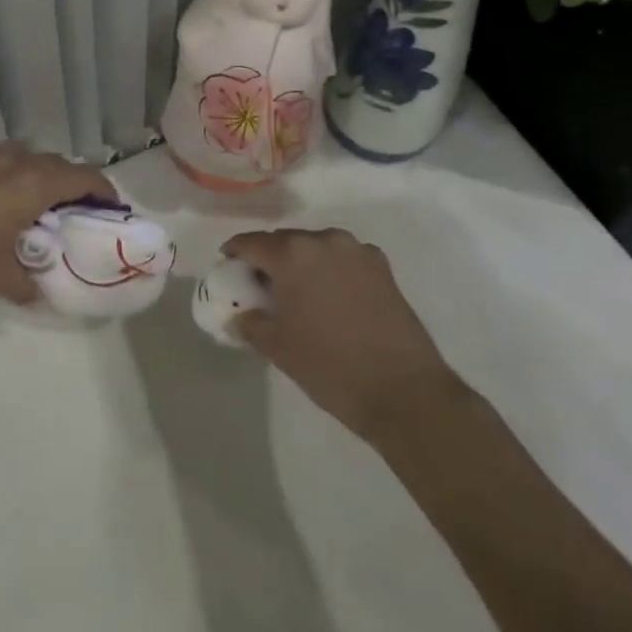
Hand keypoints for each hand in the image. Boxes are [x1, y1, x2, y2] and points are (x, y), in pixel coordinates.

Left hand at [0, 142, 111, 303]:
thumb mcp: (1, 278)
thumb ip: (28, 282)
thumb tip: (36, 289)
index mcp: (34, 184)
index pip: (84, 177)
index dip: (103, 191)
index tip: (111, 208)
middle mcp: (15, 162)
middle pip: (58, 164)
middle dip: (73, 184)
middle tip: (77, 212)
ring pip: (28, 159)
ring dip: (42, 177)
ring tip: (39, 207)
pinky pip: (2, 164)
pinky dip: (14, 178)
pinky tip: (0, 205)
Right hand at [225, 227, 465, 439]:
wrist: (403, 390)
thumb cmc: (329, 366)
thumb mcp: (277, 347)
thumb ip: (251, 323)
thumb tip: (240, 316)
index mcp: (292, 254)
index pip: (252, 242)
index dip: (235, 252)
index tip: (228, 264)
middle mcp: (324, 241)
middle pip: (286, 241)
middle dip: (270, 258)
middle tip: (261, 283)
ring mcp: (357, 251)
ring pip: (317, 247)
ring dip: (302, 262)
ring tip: (298, 291)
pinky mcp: (383, 267)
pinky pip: (344, 259)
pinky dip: (331, 270)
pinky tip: (331, 297)